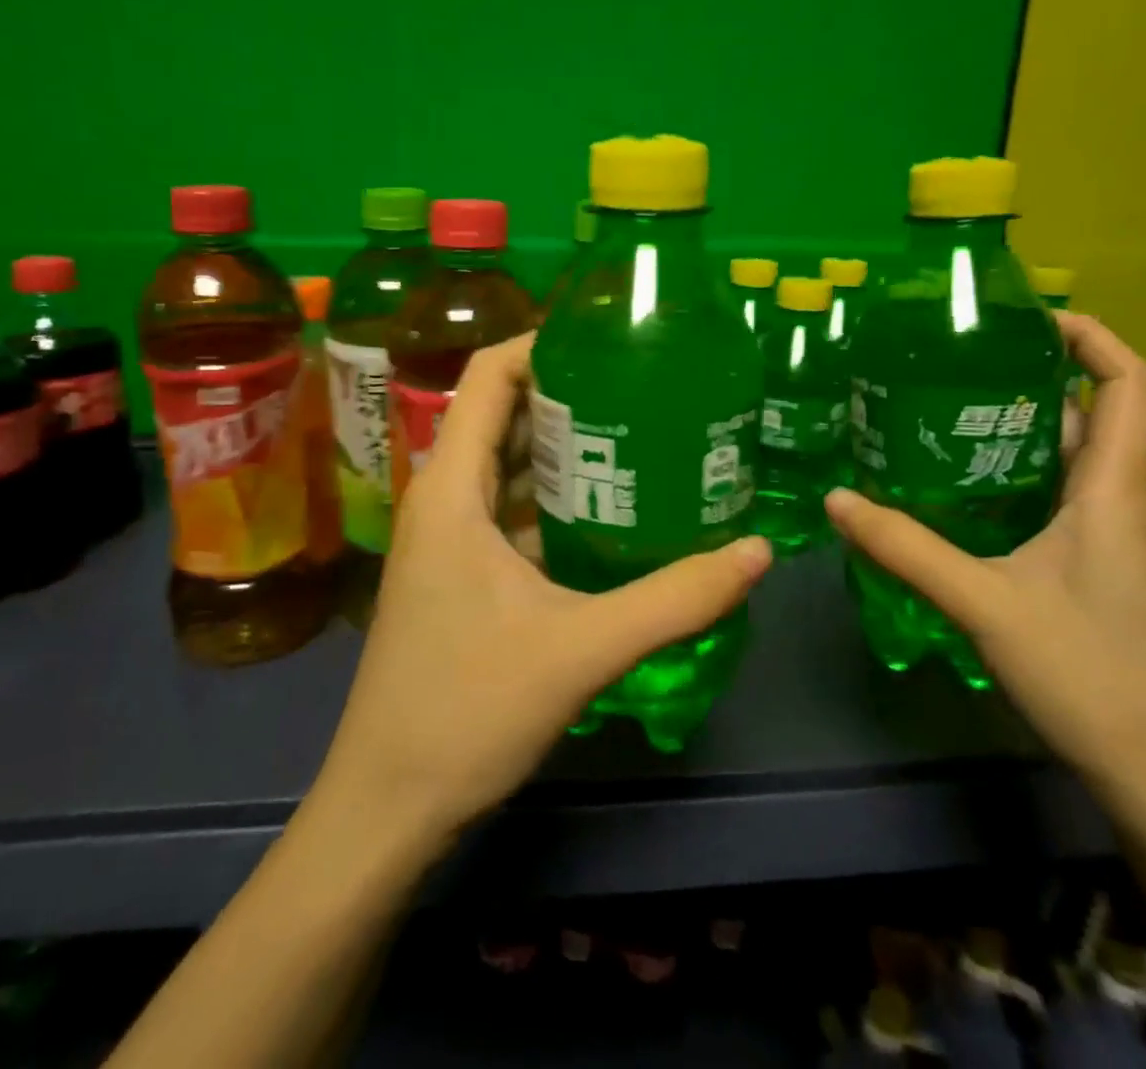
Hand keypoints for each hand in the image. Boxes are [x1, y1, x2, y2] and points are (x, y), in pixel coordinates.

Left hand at [312, 333, 772, 852]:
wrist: (387, 807)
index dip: (542, 343)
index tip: (609, 338)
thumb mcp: (583, 649)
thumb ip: (675, 599)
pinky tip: (610, 511)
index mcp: (451, 490)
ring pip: (505, 465)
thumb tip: (758, 551)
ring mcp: (446, 539)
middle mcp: (442, 499)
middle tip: (645, 384)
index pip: (488, 377)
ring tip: (640, 433)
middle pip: (500, 414)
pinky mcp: (458, 574)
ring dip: (562, 446)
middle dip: (567, 392)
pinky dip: (553, 497)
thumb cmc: (467, 712)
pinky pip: (507, 510)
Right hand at [826, 313, 1145, 801]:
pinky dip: (1019, 475)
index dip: (1091, 336)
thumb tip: (835, 500)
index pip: (1128, 382)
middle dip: (1032, 377)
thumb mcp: (983, 603)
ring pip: (1073, 458)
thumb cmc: (1090, 674)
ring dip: (1020, 428)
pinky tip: (963, 492)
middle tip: (953, 364)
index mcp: (1114, 488)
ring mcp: (1117, 537)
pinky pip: (1064, 496)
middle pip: (1092, 413)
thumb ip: (905, 548)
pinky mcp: (1102, 567)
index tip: (1026, 318)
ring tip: (943, 415)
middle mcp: (1125, 500)